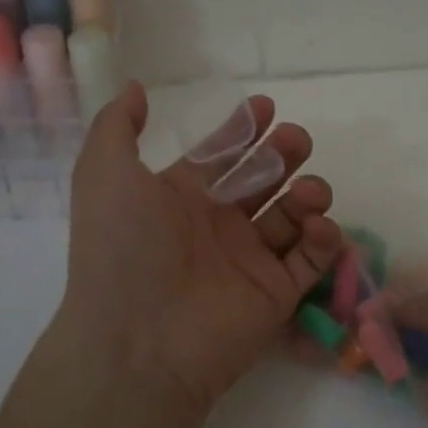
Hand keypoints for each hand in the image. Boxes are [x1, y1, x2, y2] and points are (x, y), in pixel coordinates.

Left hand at [55, 83, 343, 416]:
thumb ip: (118, 125)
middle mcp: (217, 226)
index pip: (220, 156)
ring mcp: (249, 260)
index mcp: (180, 198)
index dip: (242, 130)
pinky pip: (311, 260)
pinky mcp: (276, 294)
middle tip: (296, 140)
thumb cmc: (123, 248)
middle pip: (263, 180)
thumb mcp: (103, 172)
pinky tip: (317, 226)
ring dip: (307, 194)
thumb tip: (136, 87)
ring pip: (292, 216)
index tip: (266, 108)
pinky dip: (323, 240)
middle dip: (283, 154)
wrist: (138, 340)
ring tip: (306, 192)